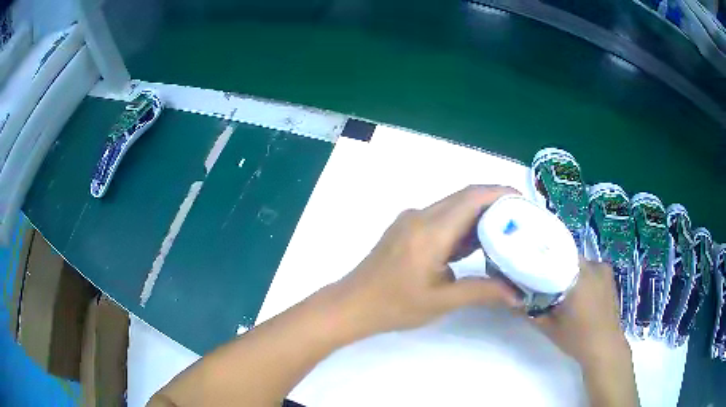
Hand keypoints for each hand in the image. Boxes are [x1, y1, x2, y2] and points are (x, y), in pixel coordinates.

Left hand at [330, 185, 520, 338]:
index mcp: (430, 231)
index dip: (501, 193)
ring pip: (453, 207)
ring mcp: (411, 220)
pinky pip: (441, 217)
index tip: (524, 202)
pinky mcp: (406, 228)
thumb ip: (482, 292)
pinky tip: (475, 244)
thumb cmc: (394, 305)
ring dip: (478, 215)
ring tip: (505, 231)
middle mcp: (421, 216)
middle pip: (464, 197)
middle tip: (521, 219)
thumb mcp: (442, 301)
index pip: (472, 198)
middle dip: (495, 203)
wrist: (352, 304)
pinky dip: (461, 225)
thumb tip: (517, 294)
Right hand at [531, 259, 637, 406]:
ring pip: (580, 263)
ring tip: (560, 287)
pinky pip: (591, 268)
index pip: (555, 255)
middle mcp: (593, 265)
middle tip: (543, 280)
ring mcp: (604, 269)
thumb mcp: (548, 327)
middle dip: (555, 266)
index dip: (541, 259)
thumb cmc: (576, 338)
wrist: (605, 347)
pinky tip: (577, 292)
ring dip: (569, 271)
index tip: (530, 268)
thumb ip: (529, 310)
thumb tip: (511, 297)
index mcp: (578, 275)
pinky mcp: (609, 276)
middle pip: (568, 257)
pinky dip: (582, 275)